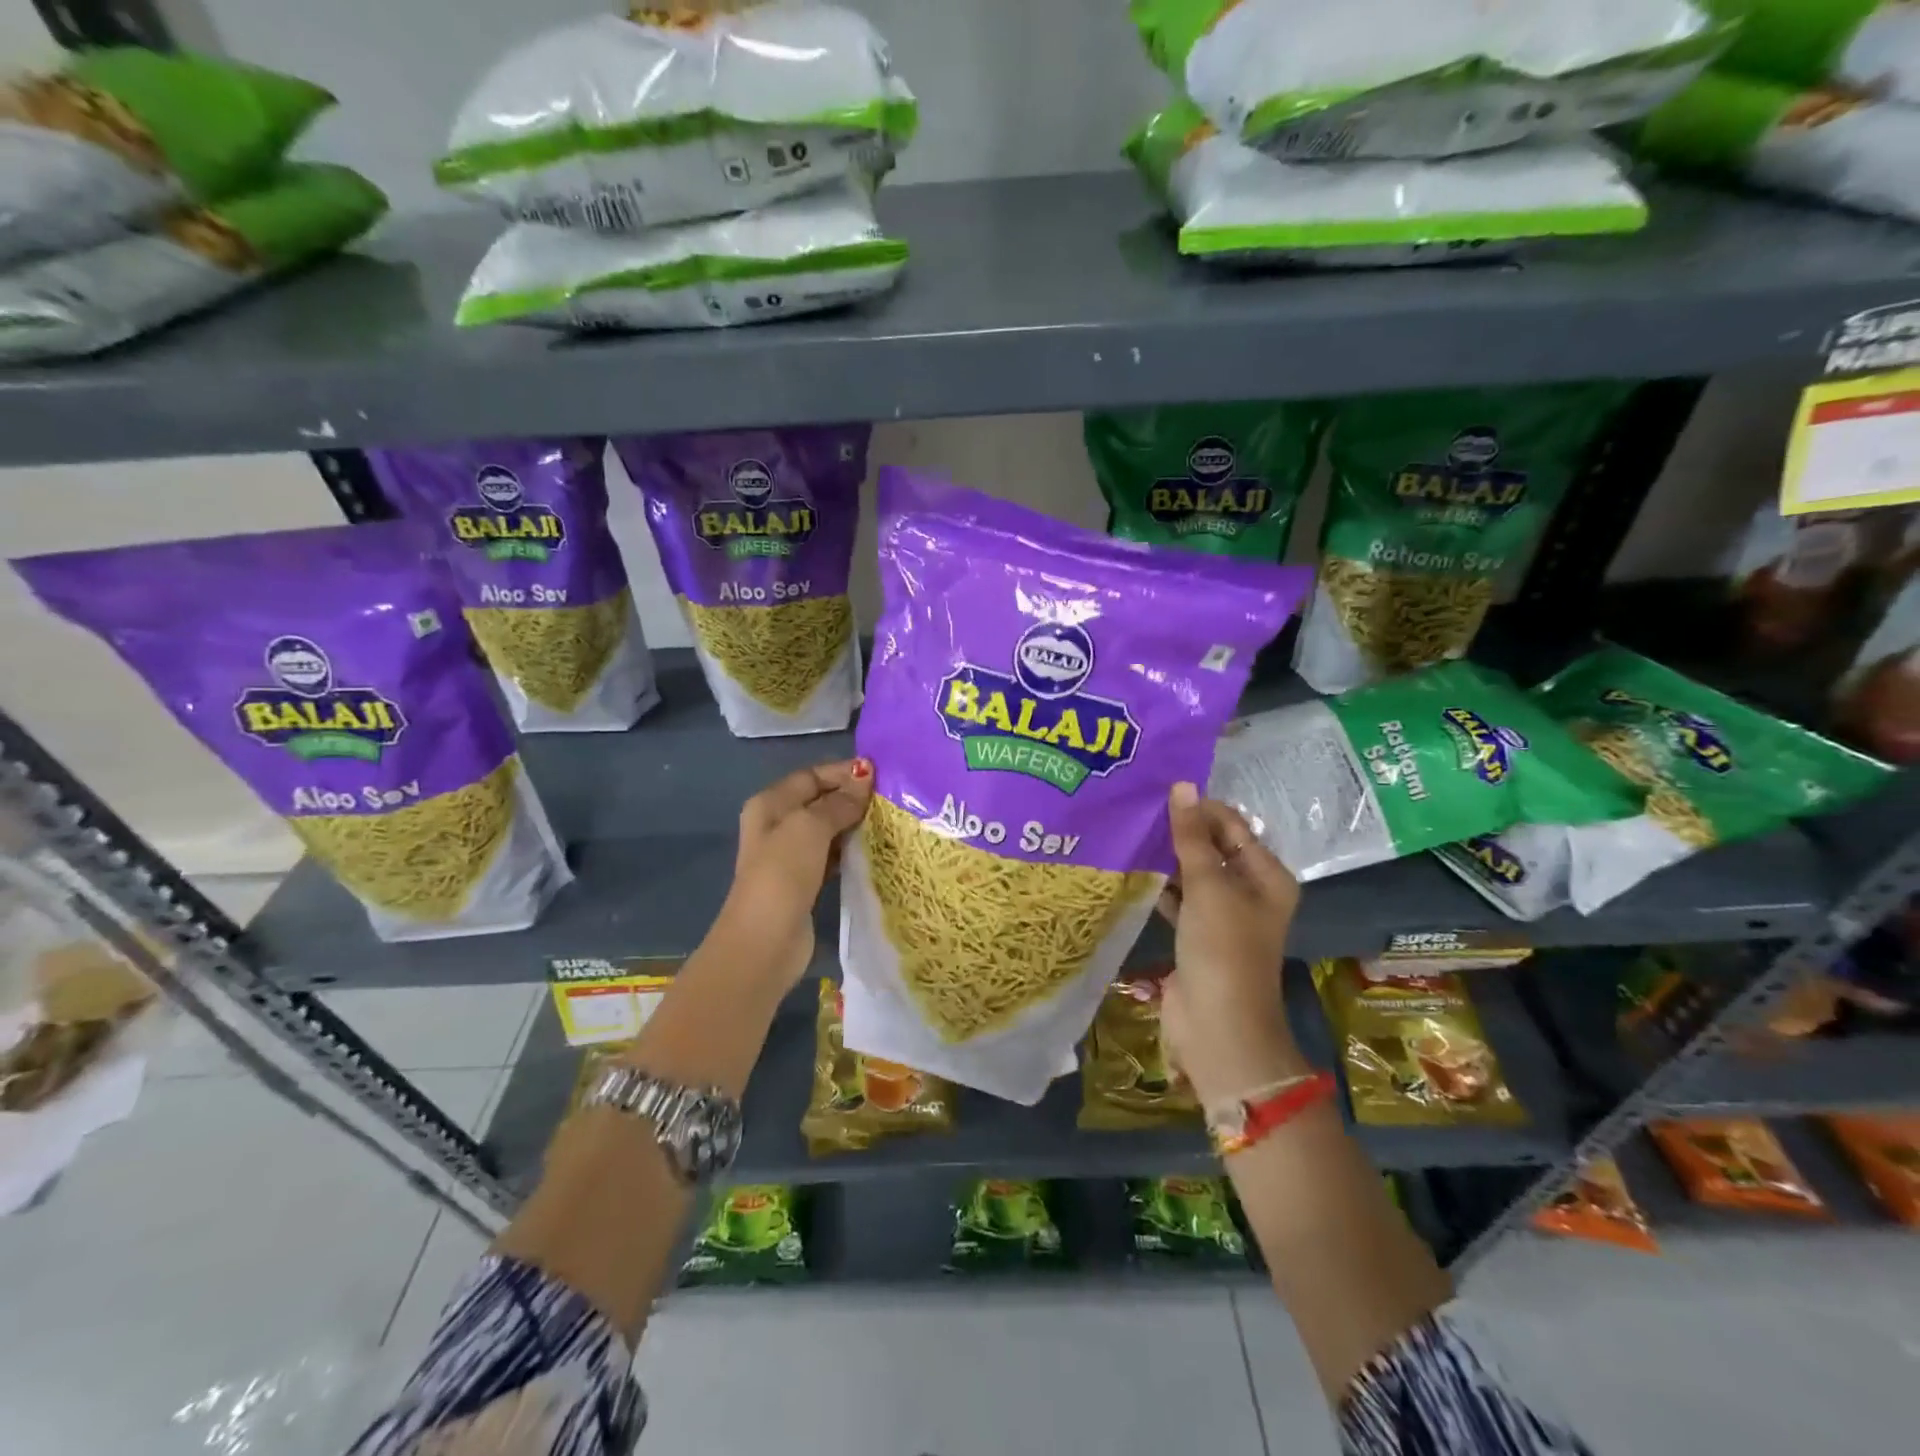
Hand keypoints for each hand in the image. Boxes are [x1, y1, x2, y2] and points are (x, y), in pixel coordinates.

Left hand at [715, 758, 873, 986]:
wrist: (765, 940)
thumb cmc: (782, 873)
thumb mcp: (810, 827)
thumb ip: (838, 802)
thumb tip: (864, 775)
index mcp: (770, 804)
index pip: (811, 776)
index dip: (843, 772)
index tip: (880, 775)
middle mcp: (777, 825)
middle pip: (820, 801)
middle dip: (852, 797)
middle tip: (892, 798)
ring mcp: (790, 855)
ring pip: (828, 829)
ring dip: (855, 824)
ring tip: (890, 821)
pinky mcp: (805, 881)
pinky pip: (832, 856)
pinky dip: (851, 850)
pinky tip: (876, 850)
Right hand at [1157, 781, 1308, 1104]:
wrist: (1217, 1025)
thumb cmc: (1223, 948)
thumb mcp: (1208, 886)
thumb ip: (1192, 837)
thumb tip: (1182, 785)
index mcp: (1266, 875)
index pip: (1233, 826)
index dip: (1200, 808)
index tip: (1158, 791)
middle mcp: (1248, 891)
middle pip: (1213, 848)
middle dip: (1179, 830)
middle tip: (1137, 807)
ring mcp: (1222, 915)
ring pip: (1192, 874)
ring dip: (1166, 857)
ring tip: (1128, 831)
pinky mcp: (1196, 935)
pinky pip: (1177, 899)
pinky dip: (1159, 886)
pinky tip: (1130, 869)